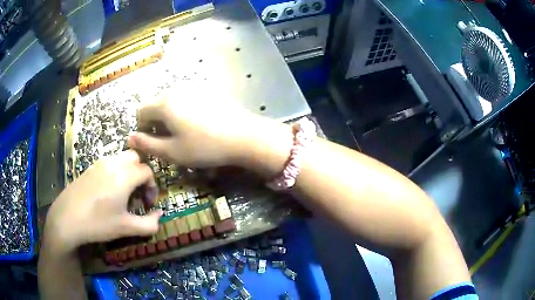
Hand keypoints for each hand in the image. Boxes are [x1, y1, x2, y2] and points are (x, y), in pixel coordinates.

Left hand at [44, 150, 160, 253]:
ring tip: (123, 194)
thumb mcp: (126, 228)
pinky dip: (116, 172)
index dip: (152, 187)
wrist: (67, 218)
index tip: (147, 204)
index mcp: (124, 175)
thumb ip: (149, 223)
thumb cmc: (98, 223)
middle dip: (141, 174)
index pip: (147, 171)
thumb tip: (159, 215)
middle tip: (137, 194)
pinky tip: (108, 192)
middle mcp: (113, 163)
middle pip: (135, 158)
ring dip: (128, 172)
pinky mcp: (90, 168)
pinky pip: (109, 163)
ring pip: (121, 158)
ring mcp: (99, 163)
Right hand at [128, 87, 261, 167]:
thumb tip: (130, 138)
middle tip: (168, 140)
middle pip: (156, 103)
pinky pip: (187, 98)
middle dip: (155, 121)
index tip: (151, 141)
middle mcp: (176, 89)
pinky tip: (199, 123)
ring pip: (172, 100)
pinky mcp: (209, 89)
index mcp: (164, 103)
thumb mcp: (173, 152)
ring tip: (183, 132)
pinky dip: (184, 109)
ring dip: (170, 115)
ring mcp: (194, 87)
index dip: (141, 127)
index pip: (140, 111)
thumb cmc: (205, 146)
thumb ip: (148, 144)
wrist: (244, 135)